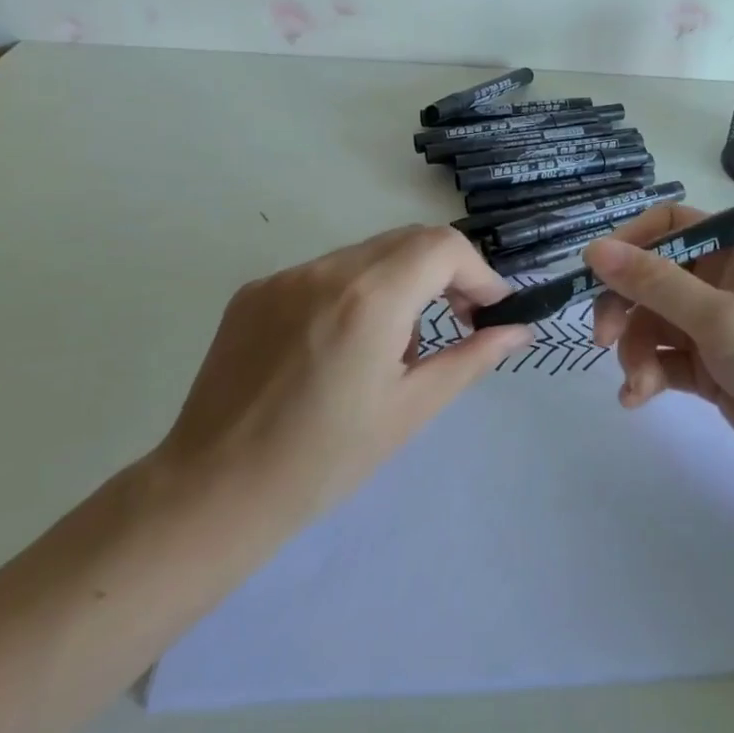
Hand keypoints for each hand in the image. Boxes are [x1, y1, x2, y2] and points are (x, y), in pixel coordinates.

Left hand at [156, 226, 532, 529]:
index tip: (489, 311)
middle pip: (407, 240)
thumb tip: (519, 330)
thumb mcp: (411, 410)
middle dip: (444, 273)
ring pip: (365, 255)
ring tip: (392, 348)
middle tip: (457, 321)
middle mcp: (326, 270)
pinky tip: (340, 348)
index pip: (444, 246)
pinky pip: (323, 274)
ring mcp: (284, 277)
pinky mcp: (254, 292)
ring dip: (399, 284)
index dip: (478, 272)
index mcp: (370, 298)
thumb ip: (471, 358)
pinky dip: (353, 293)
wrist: (214, 492)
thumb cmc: (325, 460)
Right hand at [584, 204, 733, 510]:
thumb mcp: (719, 318)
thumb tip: (593, 249)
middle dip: (624, 306)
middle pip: (650, 277)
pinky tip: (638, 398)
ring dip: (635, 350)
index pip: (669, 225)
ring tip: (638, 383)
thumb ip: (654, 283)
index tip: (596, 272)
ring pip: (651, 323)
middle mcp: (721, 281)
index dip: (629, 243)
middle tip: (603, 336)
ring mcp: (714, 327)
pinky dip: (646, 375)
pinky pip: (662, 360)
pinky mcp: (709, 369)